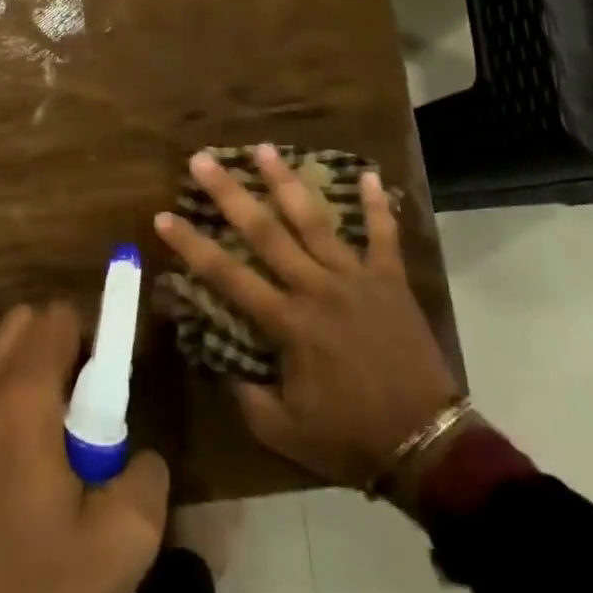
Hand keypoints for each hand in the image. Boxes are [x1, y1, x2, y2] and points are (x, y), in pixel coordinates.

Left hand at [0, 303, 169, 592]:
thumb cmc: (30, 590)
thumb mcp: (119, 546)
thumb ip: (146, 479)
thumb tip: (140, 456)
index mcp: (21, 396)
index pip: (59, 316)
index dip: (95, 335)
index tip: (112, 384)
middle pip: (25, 323)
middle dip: (63, 346)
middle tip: (88, 409)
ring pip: (0, 357)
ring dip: (35, 375)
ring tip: (58, 445)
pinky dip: (8, 401)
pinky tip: (23, 472)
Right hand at [154, 145, 461, 492]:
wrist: (428, 445)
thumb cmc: (350, 438)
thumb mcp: (283, 430)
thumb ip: (246, 394)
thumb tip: (221, 362)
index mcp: (288, 323)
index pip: (227, 275)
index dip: (192, 245)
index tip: (163, 216)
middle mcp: (316, 288)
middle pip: (265, 232)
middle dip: (230, 194)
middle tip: (203, 159)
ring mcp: (357, 279)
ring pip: (315, 221)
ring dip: (287, 183)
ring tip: (264, 148)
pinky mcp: (392, 281)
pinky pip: (385, 236)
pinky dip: (378, 206)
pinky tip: (371, 175)